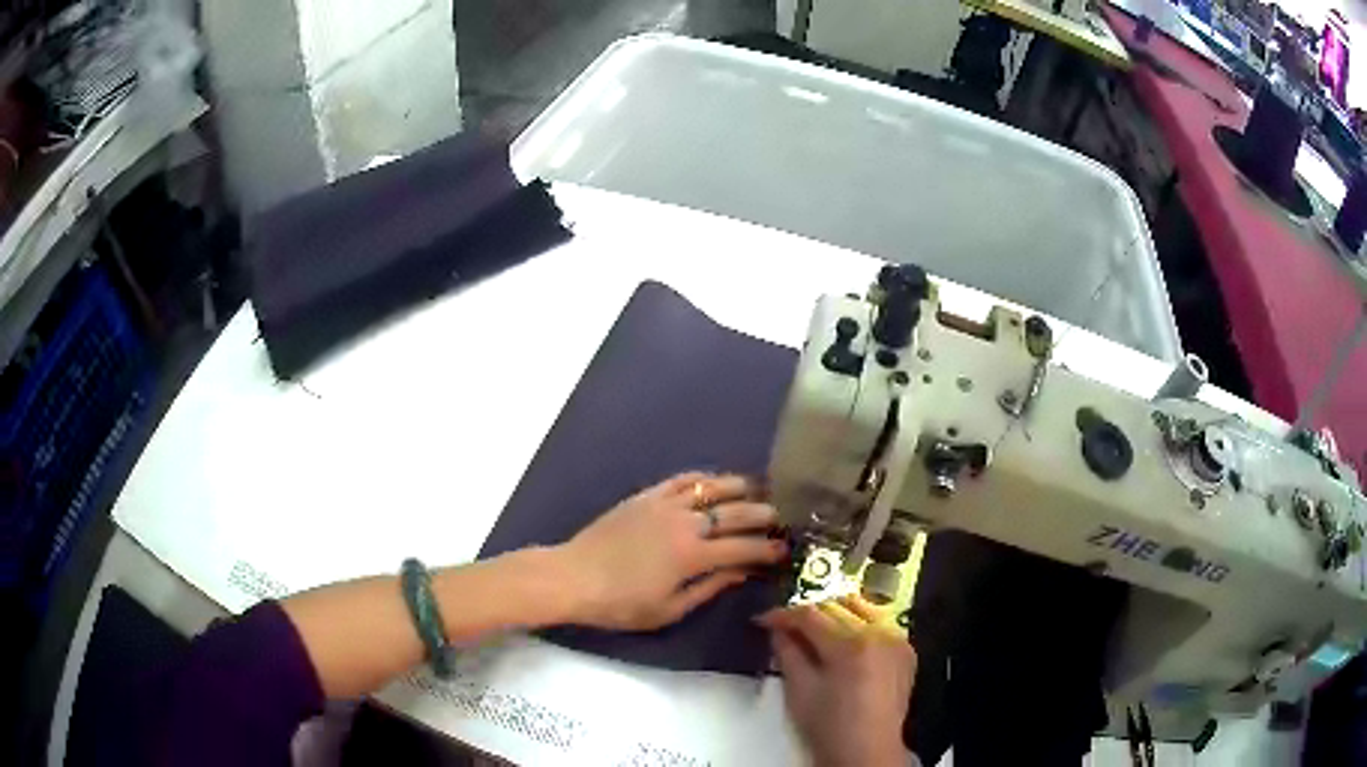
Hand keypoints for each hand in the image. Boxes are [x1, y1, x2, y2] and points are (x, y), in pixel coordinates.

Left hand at [556, 472, 787, 630]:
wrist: (573, 577)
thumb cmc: (621, 603)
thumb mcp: (669, 609)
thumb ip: (709, 588)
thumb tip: (742, 572)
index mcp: (693, 555)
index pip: (743, 548)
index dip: (768, 549)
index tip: (785, 549)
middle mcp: (685, 523)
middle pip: (735, 512)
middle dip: (763, 514)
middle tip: (781, 517)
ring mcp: (664, 504)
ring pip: (711, 488)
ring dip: (739, 488)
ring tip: (758, 489)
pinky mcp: (646, 496)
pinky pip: (681, 480)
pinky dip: (703, 478)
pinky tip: (714, 481)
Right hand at [760, 596, 915, 766]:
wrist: (867, 753)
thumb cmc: (828, 727)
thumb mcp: (799, 691)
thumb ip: (787, 653)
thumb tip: (777, 629)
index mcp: (851, 645)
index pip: (811, 615)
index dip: (783, 615)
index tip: (762, 620)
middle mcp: (879, 634)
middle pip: (837, 606)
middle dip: (807, 614)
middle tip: (784, 626)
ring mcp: (897, 640)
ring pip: (861, 609)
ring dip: (834, 614)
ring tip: (812, 631)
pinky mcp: (906, 650)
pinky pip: (879, 624)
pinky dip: (858, 626)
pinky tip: (843, 642)